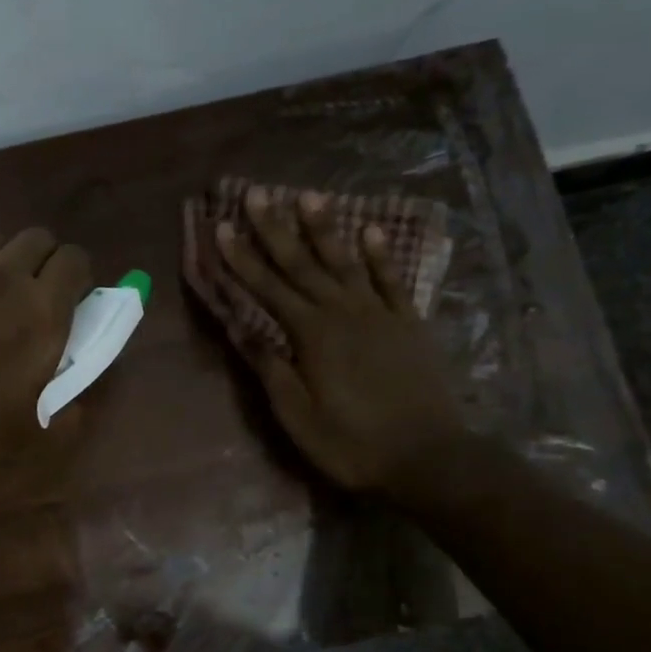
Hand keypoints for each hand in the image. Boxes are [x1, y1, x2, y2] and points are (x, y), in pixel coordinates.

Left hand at [0, 225, 91, 498]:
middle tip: (41, 297)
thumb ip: (77, 394)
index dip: (80, 277)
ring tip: (1, 297)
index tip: (75, 301)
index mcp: (40, 315)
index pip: (74, 258)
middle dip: (46, 260)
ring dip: (5, 260)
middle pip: (34, 237)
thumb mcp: (51, 436)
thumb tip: (78, 370)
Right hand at [215, 188, 465, 505]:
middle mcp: (343, 312)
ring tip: (308, 196)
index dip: (241, 258)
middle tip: (257, 194)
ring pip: (345, 262)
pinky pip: (392, 280)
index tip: (221, 227)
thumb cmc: (352, 442)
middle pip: (302, 264)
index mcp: (311, 335)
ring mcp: (380, 314)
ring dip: (324, 229)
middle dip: (275, 229)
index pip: (267, 288)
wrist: (428, 457)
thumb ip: (270, 367)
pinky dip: (380, 255)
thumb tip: (241, 327)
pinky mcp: (408, 324)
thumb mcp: (297, 415)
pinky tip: (370, 230)